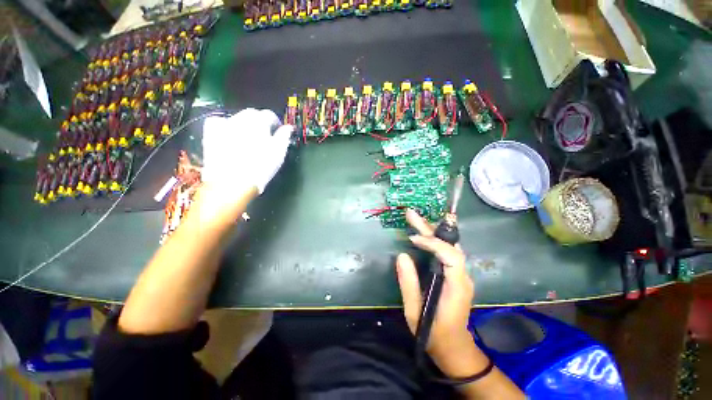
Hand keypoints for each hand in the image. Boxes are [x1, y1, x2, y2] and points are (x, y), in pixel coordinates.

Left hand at [202, 108, 292, 196]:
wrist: (233, 182)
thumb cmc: (261, 167)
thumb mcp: (278, 153)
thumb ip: (284, 137)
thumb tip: (288, 127)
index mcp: (259, 123)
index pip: (268, 115)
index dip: (275, 121)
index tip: (278, 130)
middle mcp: (241, 120)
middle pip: (252, 113)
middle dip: (260, 120)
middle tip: (265, 134)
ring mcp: (224, 126)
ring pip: (236, 117)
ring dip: (244, 122)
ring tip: (248, 135)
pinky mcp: (211, 134)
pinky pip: (216, 121)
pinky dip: (224, 124)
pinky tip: (228, 131)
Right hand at [396, 209, 475, 369]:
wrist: (454, 347)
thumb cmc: (434, 334)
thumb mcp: (415, 312)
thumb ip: (409, 283)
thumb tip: (402, 255)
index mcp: (457, 286)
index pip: (451, 256)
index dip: (433, 243)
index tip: (412, 240)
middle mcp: (463, 276)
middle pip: (450, 245)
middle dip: (429, 228)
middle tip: (411, 214)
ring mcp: (460, 274)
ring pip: (449, 246)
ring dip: (431, 231)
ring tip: (414, 219)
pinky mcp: (454, 274)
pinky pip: (446, 252)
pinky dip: (433, 240)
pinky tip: (423, 233)